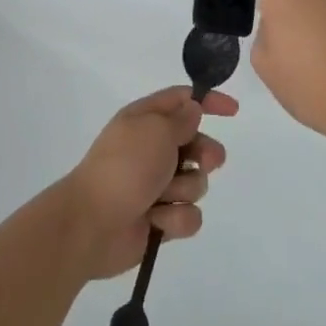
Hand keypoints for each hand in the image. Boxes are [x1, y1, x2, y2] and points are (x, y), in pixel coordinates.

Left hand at [59, 86, 236, 280]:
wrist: (92, 224)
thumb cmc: (125, 167)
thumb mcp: (155, 130)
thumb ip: (181, 120)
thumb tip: (193, 110)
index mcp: (145, 119)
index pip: (182, 100)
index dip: (208, 101)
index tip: (233, 111)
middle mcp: (152, 149)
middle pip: (196, 144)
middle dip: (205, 154)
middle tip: (203, 162)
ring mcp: (156, 185)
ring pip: (196, 182)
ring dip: (185, 189)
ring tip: (163, 196)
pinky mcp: (160, 219)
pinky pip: (188, 215)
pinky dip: (176, 219)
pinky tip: (158, 221)